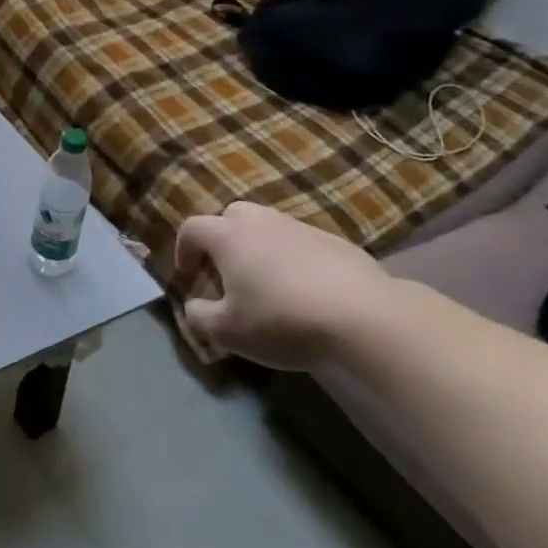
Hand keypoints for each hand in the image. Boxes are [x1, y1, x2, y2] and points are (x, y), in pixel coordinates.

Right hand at [173, 202, 394, 369]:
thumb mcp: (228, 332)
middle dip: (222, 238)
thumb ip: (199, 317)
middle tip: (226, 271)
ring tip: (266, 282)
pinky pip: (301, 243)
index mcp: (228, 236)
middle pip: (231, 216)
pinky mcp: (336, 242)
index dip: (183, 249)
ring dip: (259, 247)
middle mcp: (261, 222)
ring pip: (268, 227)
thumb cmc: (282, 320)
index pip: (192, 228)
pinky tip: (305, 290)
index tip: (187, 275)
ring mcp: (301, 228)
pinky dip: (293, 259)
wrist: (365, 318)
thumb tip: (193, 307)